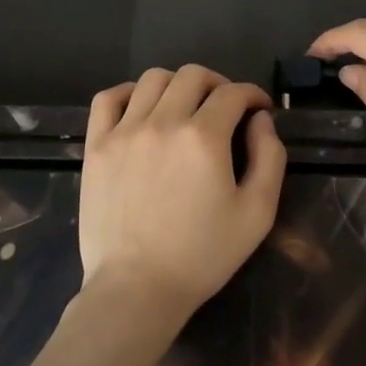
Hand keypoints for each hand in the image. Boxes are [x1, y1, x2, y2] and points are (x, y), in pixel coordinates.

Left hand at [79, 66, 286, 315]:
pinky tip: (141, 109)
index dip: (252, 94)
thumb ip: (269, 158)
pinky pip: (108, 99)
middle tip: (226, 107)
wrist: (136, 289)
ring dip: (177, 85)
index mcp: (204, 137)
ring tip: (185, 107)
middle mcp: (163, 122)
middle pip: (193, 75)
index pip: (233, 93)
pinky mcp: (97, 146)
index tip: (258, 108)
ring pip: (152, 79)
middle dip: (218, 84)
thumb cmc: (202, 256)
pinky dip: (128, 93)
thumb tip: (261, 120)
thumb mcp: (257, 213)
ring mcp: (124, 132)